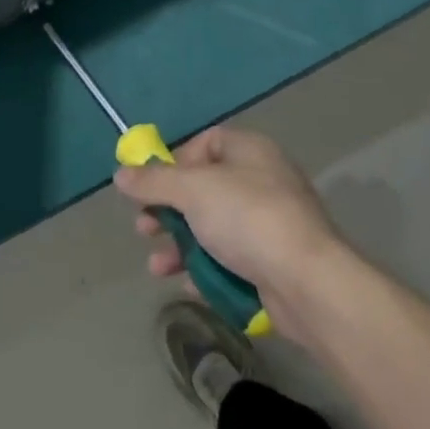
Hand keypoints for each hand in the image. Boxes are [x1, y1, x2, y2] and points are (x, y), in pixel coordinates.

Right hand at [115, 126, 346, 336]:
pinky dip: (206, 269)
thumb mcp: (192, 191)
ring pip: (214, 228)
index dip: (175, 162)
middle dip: (170, 210)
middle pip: (205, 189)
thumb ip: (153, 181)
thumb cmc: (248, 219)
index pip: (206, 144)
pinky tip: (186, 285)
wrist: (309, 283)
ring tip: (157, 267)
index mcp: (250, 151)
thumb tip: (121, 174)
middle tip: (144, 229)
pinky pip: (231, 260)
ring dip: (181, 245)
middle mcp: (262, 181)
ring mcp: (271, 224)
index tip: (152, 187)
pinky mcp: (274, 263)